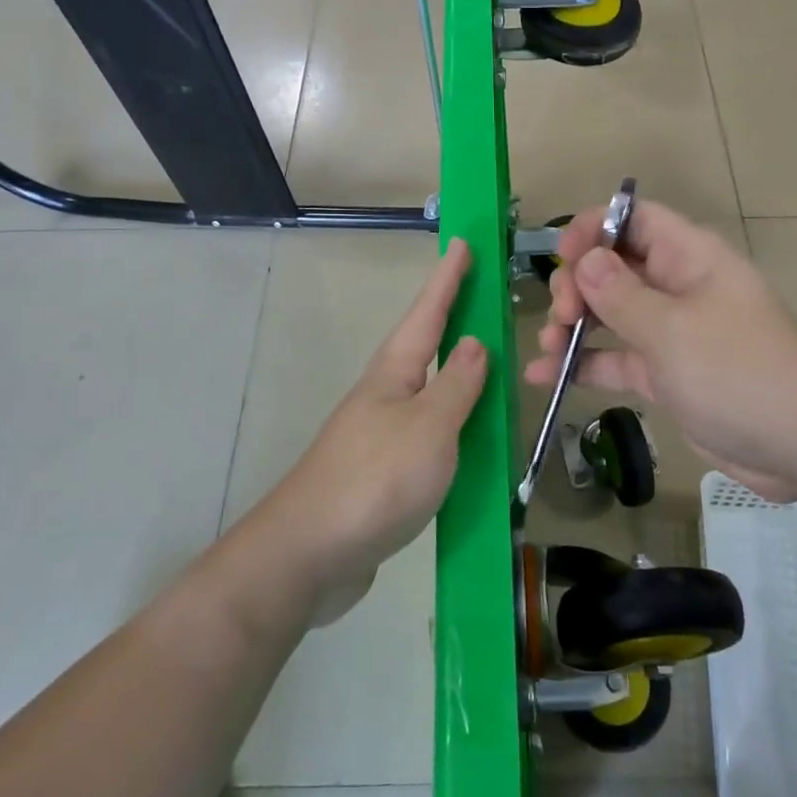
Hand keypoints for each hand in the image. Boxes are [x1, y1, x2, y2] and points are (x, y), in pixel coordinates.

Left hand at [252, 240, 488, 620]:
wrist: (310, 555)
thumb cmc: (375, 479)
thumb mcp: (429, 427)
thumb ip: (457, 385)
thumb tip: (473, 342)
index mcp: (394, 374)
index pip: (428, 313)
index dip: (448, 278)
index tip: (462, 241)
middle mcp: (384, 395)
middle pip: (423, 345)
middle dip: (450, 317)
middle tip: (480, 294)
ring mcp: (380, 434)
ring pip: (426, 389)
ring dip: (454, 370)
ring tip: (485, 360)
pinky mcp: (382, 471)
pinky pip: (427, 431)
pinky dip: (452, 421)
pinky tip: (467, 435)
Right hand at [526, 200, 796, 500]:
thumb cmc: (737, 371)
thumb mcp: (671, 329)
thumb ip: (619, 294)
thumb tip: (585, 260)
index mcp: (689, 257)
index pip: (634, 219)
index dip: (594, 229)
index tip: (561, 259)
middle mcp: (678, 286)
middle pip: (614, 266)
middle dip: (577, 285)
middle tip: (561, 316)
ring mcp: (672, 332)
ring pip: (610, 314)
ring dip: (573, 325)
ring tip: (547, 348)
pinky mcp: (666, 374)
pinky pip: (616, 358)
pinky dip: (583, 364)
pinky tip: (544, 377)